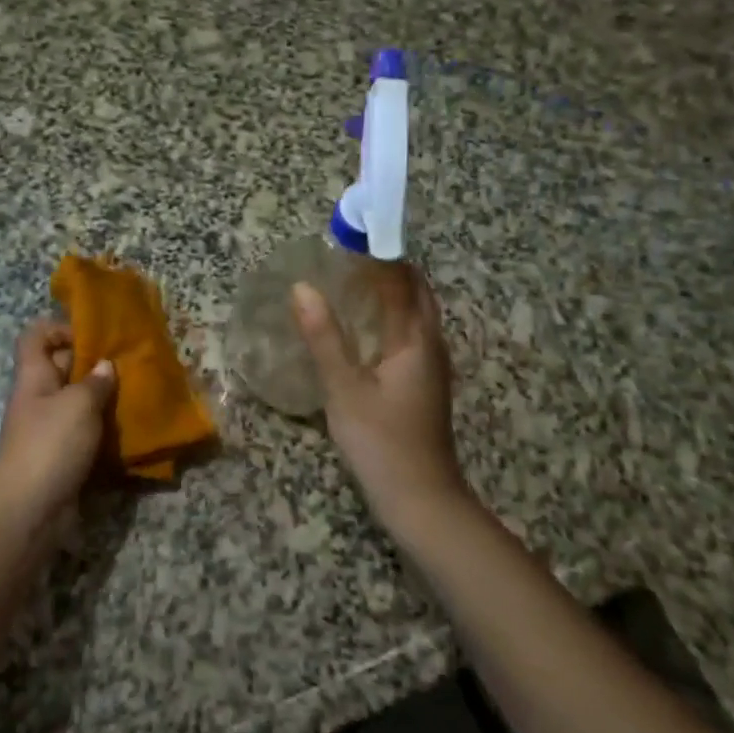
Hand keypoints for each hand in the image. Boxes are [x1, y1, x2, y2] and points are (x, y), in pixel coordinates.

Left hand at [0, 321, 115, 526]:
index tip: (93, 337)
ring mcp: (48, 430)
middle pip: (62, 368)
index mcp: (34, 376)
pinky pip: (83, 434)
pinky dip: (103, 431)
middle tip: (129, 366)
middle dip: (93, 365)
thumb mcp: (78, 405)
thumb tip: (105, 366)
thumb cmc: (50, 445)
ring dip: (103, 400)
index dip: (60, 328)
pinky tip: (129, 432)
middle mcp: (38, 398)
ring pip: (76, 403)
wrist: (27, 511)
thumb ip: (95, 382)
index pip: (36, 336)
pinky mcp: (61, 457)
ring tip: (136, 396)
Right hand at [292, 265, 469, 532]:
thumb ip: (323, 337)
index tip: (350, 233)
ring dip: (390, 290)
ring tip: (352, 278)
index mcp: (416, 340)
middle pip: (416, 292)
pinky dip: (389, 315)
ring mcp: (431, 366)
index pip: (400, 281)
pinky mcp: (423, 383)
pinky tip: (363, 326)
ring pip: (415, 313)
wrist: (421, 499)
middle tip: (349, 253)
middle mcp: (430, 345)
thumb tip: (302, 287)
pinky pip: (409, 333)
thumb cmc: (381, 441)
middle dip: (388, 267)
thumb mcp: (344, 388)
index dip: (378, 254)